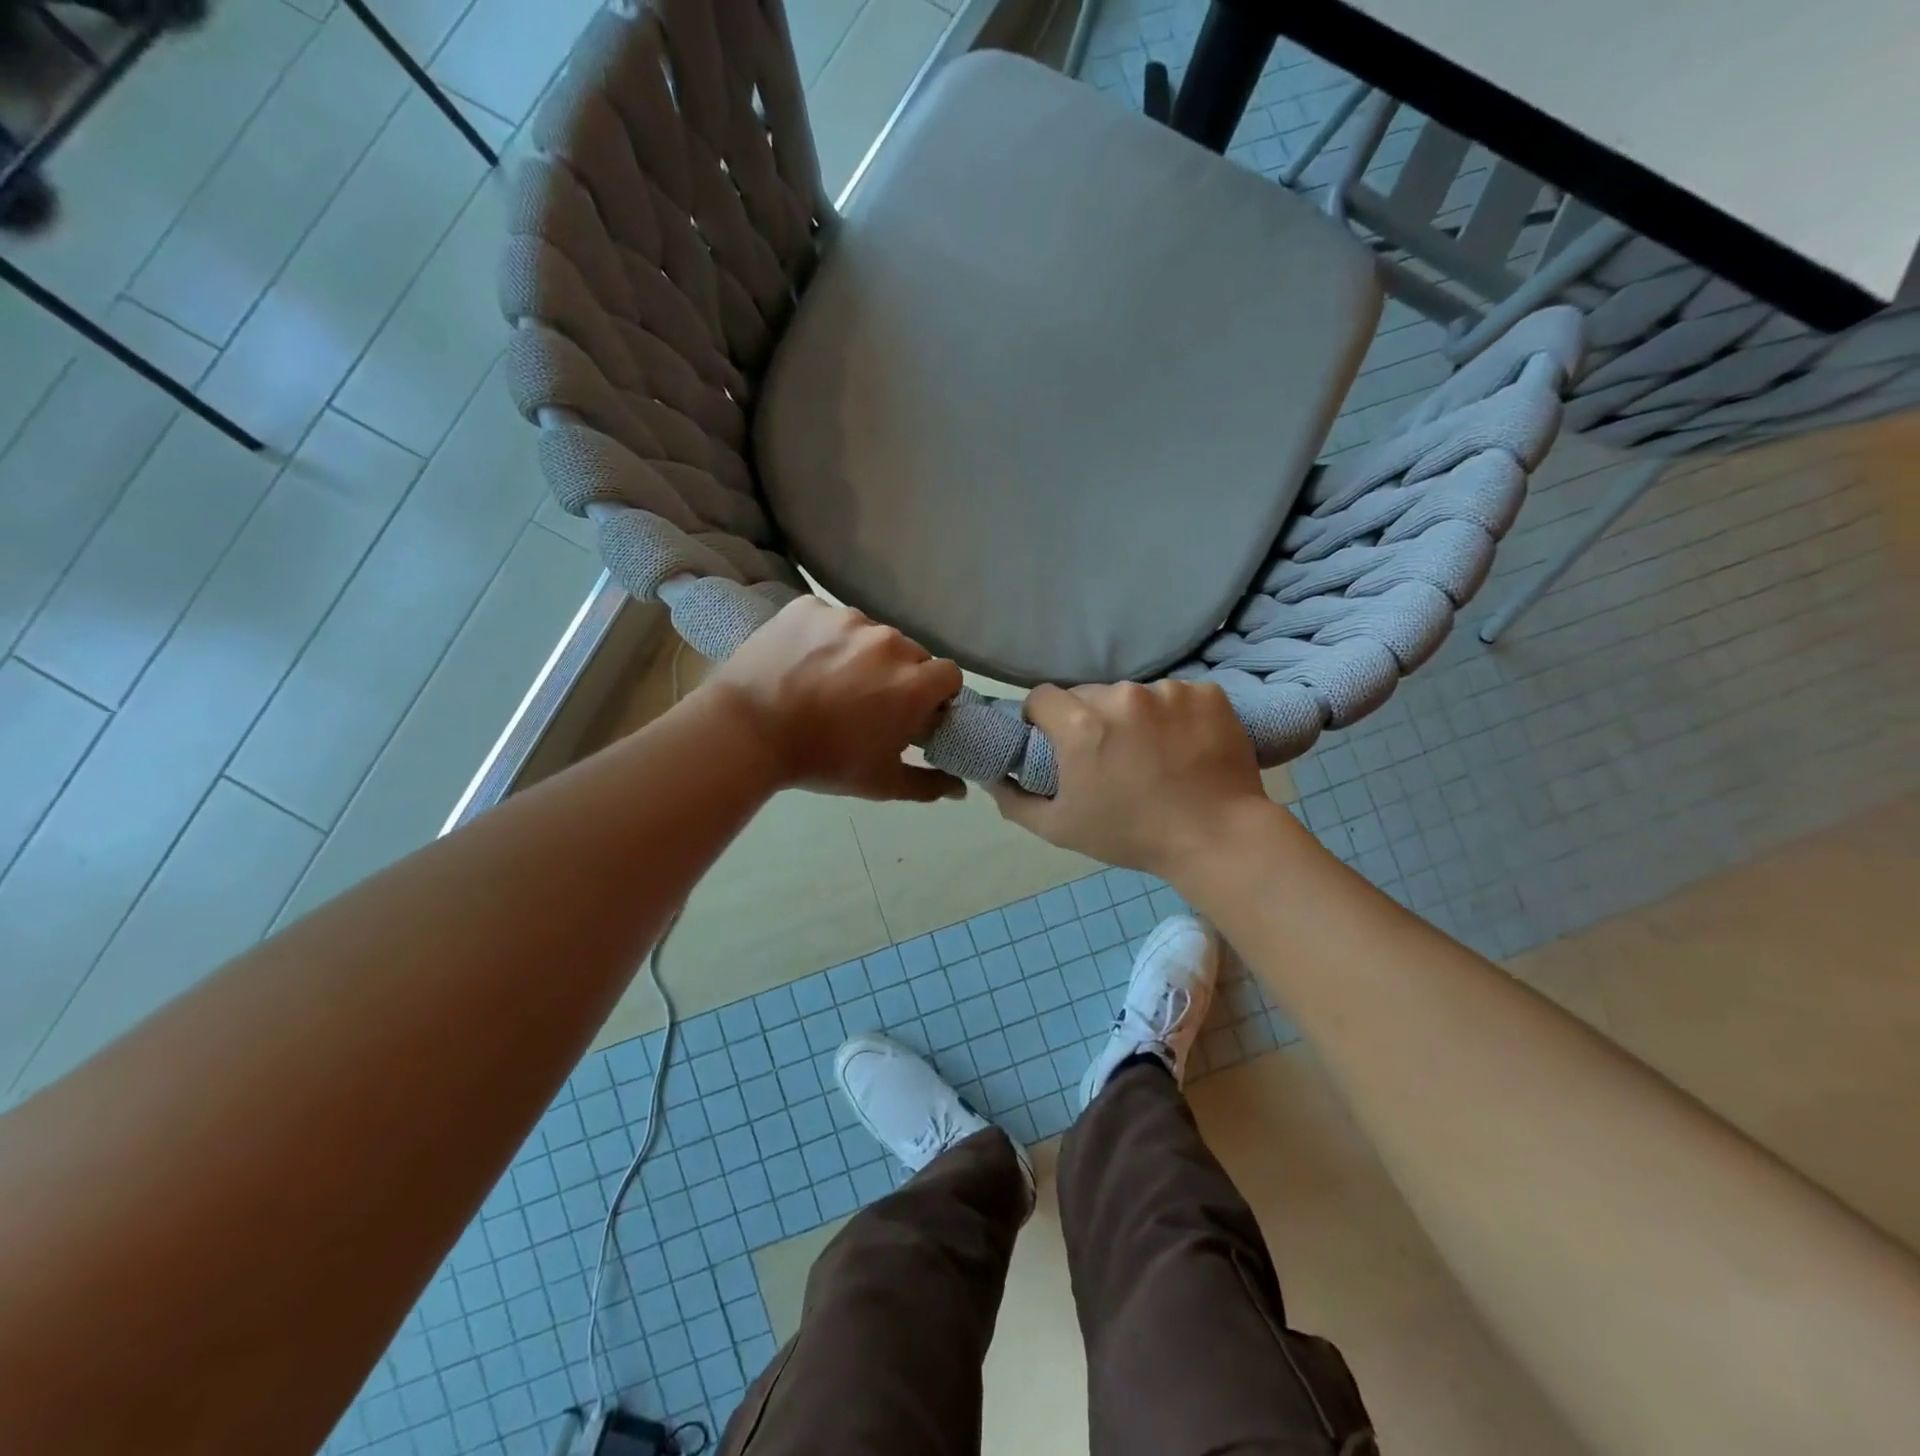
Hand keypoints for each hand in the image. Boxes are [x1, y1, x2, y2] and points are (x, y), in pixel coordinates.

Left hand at [706, 597, 964, 802]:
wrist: (746, 732)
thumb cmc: (821, 760)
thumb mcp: (880, 783)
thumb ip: (928, 784)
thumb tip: (961, 789)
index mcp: (913, 683)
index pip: (949, 675)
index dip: (936, 694)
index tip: (916, 711)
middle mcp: (889, 641)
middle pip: (911, 653)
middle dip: (900, 675)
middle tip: (870, 700)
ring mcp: (847, 618)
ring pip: (871, 634)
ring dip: (862, 654)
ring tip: (830, 680)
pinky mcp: (810, 606)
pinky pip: (831, 619)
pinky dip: (825, 638)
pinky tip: (803, 662)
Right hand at [987, 680, 1274, 876]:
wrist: (1218, 838)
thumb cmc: (1133, 836)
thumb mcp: (1060, 829)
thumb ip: (1015, 800)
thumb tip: (991, 776)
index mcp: (1081, 725)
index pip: (1041, 697)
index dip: (1042, 719)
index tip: (1055, 743)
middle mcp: (1122, 696)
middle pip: (1088, 694)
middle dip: (1088, 719)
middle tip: (1107, 755)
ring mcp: (1169, 690)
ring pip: (1134, 695)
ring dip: (1134, 717)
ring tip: (1153, 754)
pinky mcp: (1207, 692)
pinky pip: (1177, 695)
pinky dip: (1176, 715)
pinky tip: (1185, 745)